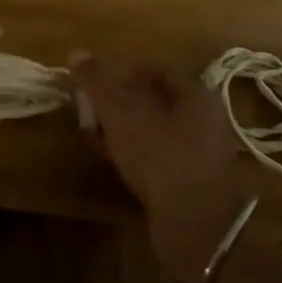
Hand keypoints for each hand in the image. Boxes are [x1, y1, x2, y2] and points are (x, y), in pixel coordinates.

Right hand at [71, 56, 250, 282]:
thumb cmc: (160, 159)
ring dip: (124, 128)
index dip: (122, 71)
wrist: (197, 230)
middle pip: (155, 99)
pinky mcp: (193, 182)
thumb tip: (76, 52)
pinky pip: (159, 155)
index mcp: (196, 94)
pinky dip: (135, 152)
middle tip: (90, 108)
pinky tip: (114, 161)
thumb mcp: (121, 115)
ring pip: (156, 129)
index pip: (156, 68)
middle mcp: (205, 119)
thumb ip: (98, 82)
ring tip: (95, 134)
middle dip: (120, 100)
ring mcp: (202, 153)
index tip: (94, 81)